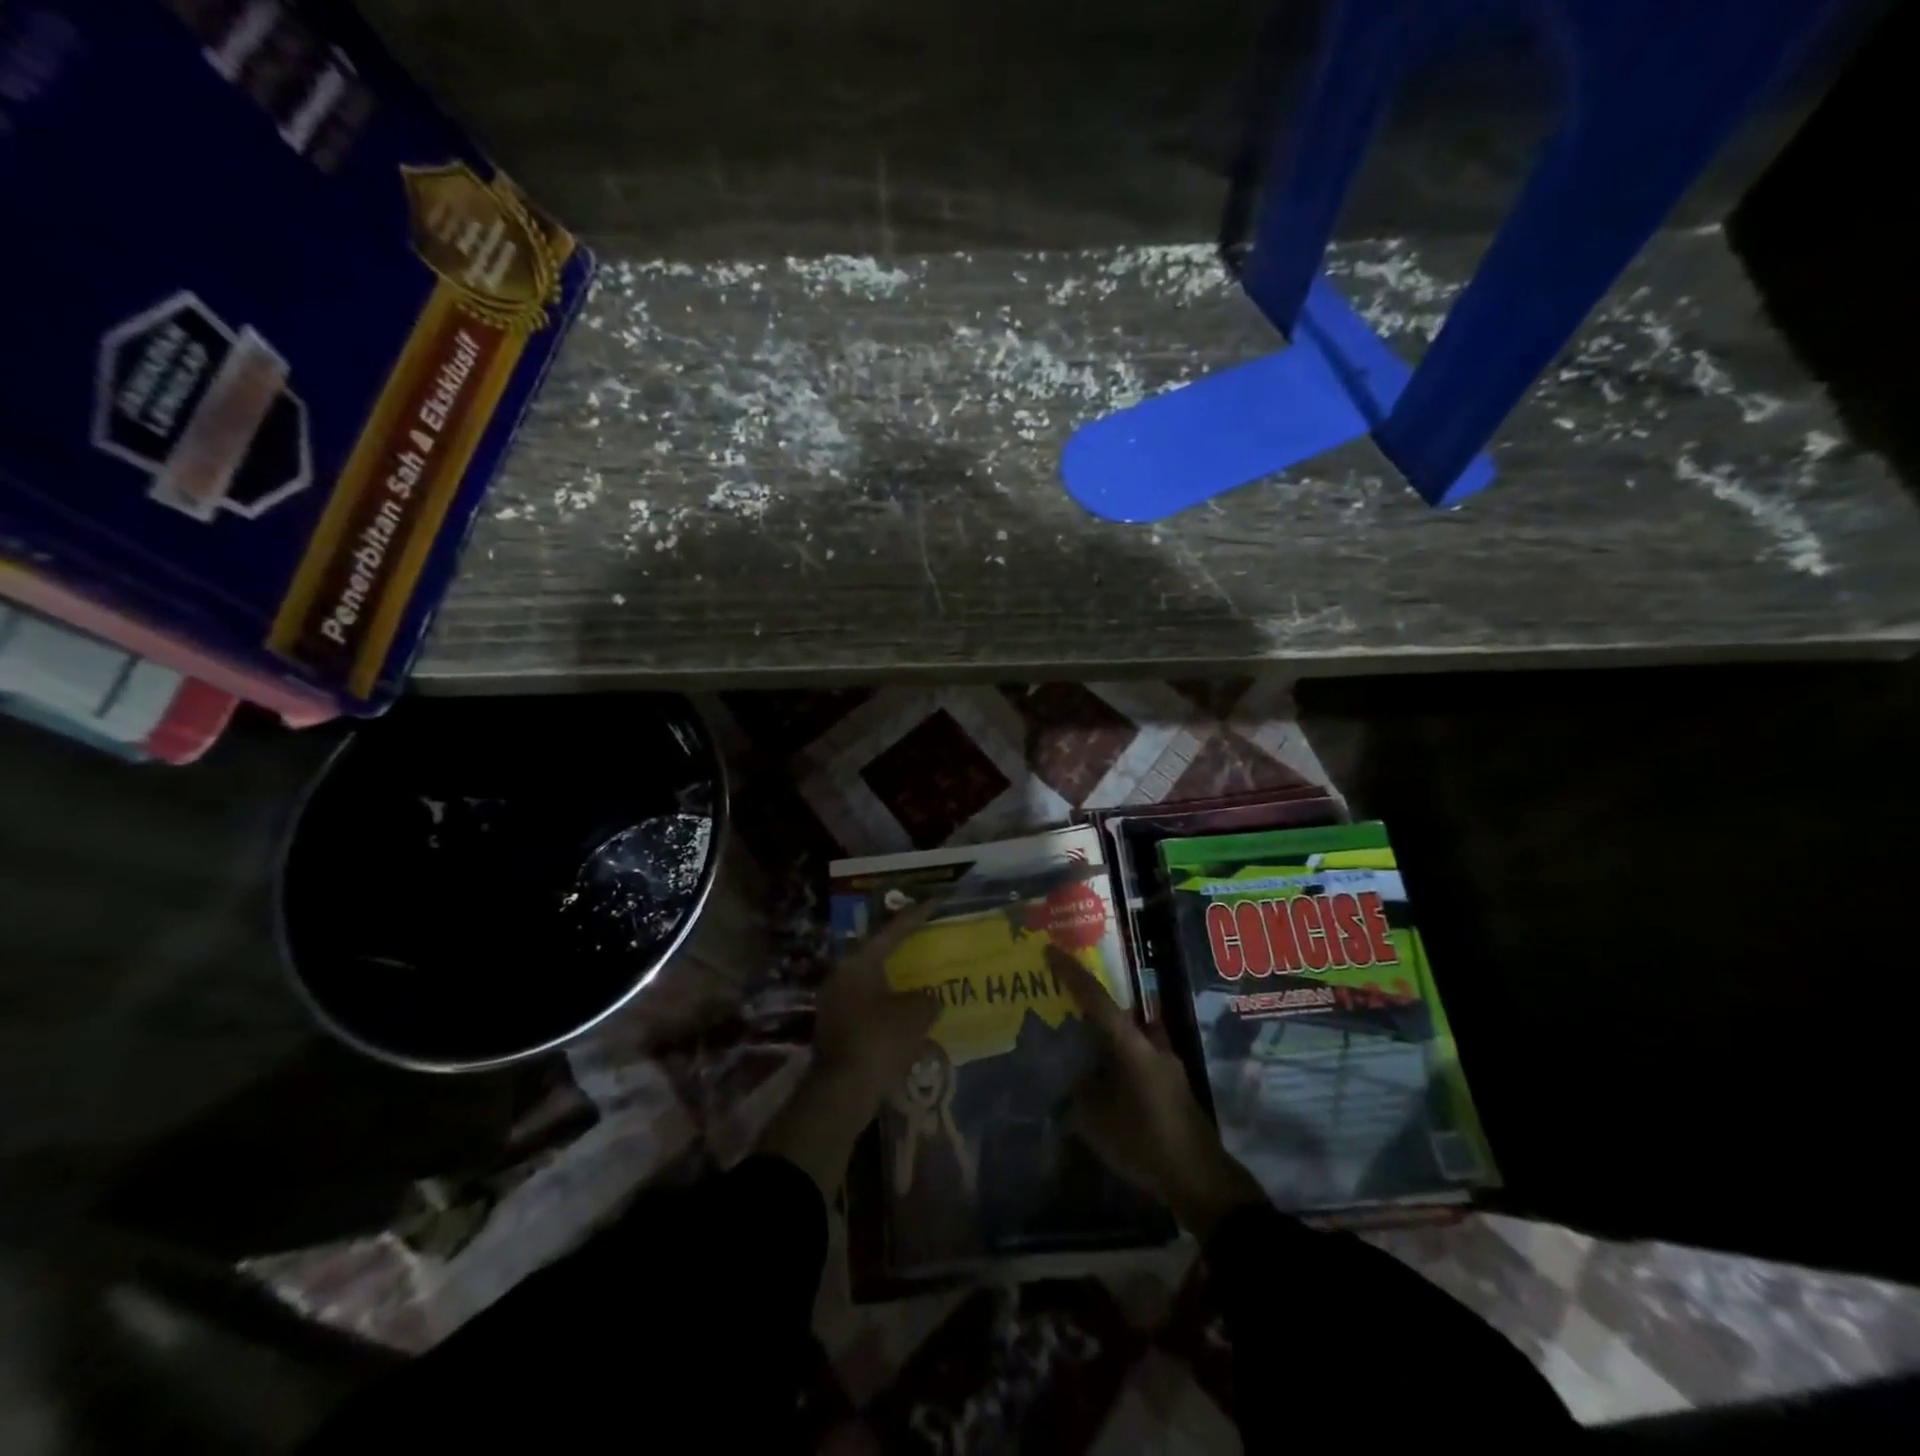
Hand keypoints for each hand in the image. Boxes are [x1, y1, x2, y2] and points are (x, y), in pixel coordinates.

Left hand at [761, 900, 942, 1196]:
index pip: (893, 930)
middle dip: (902, 949)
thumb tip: (929, 999)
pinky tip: (905, 1013)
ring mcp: (834, 1002)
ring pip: (871, 981)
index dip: (917, 916)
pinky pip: (867, 1005)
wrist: (842, 1091)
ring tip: (920, 979)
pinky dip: (886, 1005)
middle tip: (926, 941)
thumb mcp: (916, 1015)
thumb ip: (927, 999)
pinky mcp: (835, 1028)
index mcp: (859, 962)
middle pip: (877, 954)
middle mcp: (842, 975)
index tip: (935, 902)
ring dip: (894, 981)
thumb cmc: (880, 1041)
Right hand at [1050, 946, 1266, 1241]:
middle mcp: (1152, 1045)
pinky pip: (1139, 1057)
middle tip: (1065, 1002)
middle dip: (1091, 1004)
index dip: (1073, 974)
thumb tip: (1070, 1078)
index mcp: (1132, 1046)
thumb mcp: (1096, 1122)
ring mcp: (1167, 1064)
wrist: (1200, 1181)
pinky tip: (1104, 1079)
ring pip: (1130, 1035)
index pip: (1098, 999)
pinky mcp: (1172, 1085)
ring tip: (1081, 1044)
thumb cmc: (1145, 1144)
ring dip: (1107, 1034)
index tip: (1052, 951)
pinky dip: (1119, 1058)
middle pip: (1118, 1012)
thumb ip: (1078, 1094)